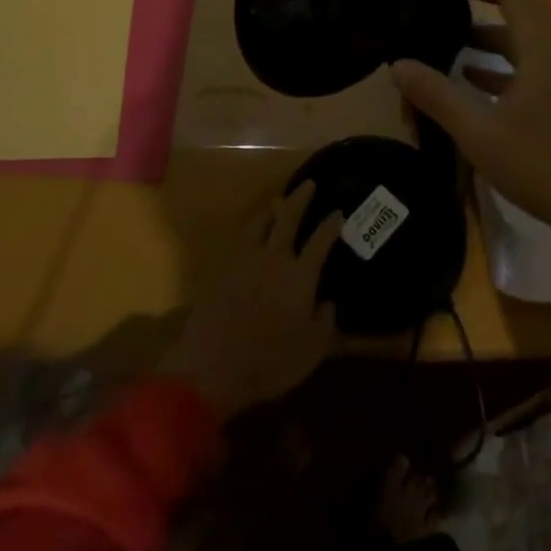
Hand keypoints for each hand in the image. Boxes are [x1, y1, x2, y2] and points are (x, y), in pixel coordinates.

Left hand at [159, 181, 343, 417]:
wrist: (212, 366)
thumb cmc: (269, 362)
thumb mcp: (311, 352)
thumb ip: (324, 323)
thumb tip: (327, 302)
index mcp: (299, 276)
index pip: (321, 241)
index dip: (331, 225)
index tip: (338, 212)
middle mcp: (274, 259)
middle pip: (288, 217)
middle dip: (300, 198)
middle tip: (308, 184)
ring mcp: (244, 261)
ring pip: (260, 222)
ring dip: (271, 209)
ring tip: (277, 201)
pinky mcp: (221, 269)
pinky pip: (241, 240)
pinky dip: (251, 230)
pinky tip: (252, 234)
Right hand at [391, 0, 550, 280]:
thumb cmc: (544, 166)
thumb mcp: (480, 132)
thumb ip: (438, 96)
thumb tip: (398, 65)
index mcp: (541, 47)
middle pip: (518, 3)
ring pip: (522, 34)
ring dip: (487, 25)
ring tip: (448, 27)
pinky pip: (527, 61)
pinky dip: (498, 58)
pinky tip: (471, 74)